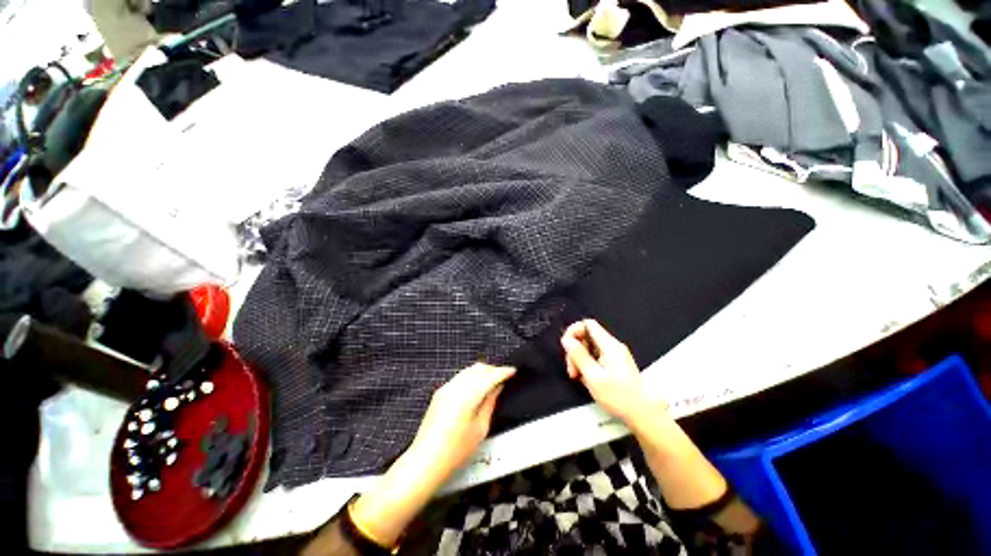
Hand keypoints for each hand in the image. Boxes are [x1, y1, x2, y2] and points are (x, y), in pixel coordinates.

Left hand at [349, 363, 514, 548]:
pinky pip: (460, 377)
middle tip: (503, 377)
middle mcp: (455, 387)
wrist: (426, 461)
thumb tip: (498, 387)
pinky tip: (476, 387)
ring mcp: (446, 388)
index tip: (512, 371)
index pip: (489, 376)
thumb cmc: (456, 451)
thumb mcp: (480, 428)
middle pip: (478, 368)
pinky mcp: (439, 393)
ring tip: (492, 381)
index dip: (503, 371)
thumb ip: (490, 402)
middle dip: (492, 370)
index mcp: (467, 395)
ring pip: (468, 370)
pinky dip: (471, 377)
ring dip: (482, 372)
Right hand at [561, 319, 666, 425]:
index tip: (567, 346)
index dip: (574, 331)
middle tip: (572, 369)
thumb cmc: (620, 397)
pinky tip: (588, 379)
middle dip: (575, 350)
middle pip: (587, 336)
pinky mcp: (616, 364)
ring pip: (590, 347)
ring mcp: (615, 355)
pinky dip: (588, 365)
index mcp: (609, 345)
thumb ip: (578, 355)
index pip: (587, 324)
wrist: (643, 414)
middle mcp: (613, 346)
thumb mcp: (593, 376)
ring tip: (579, 377)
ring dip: (580, 359)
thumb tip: (567, 340)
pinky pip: (596, 357)